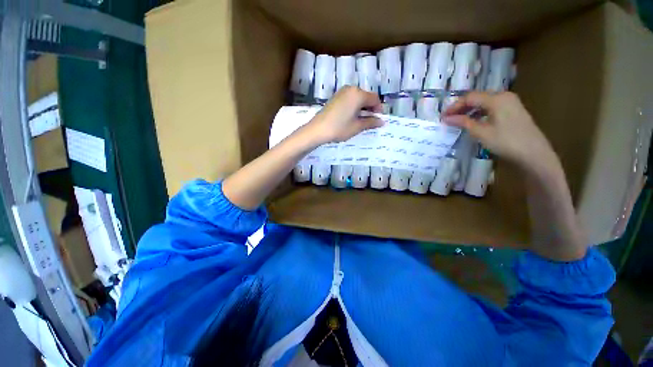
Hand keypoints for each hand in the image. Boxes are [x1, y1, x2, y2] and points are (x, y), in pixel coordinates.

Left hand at [305, 86, 383, 144]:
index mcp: (358, 94)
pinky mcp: (335, 97)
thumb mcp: (357, 126)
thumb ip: (371, 122)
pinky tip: (351, 117)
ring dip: (362, 107)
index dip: (378, 109)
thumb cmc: (339, 128)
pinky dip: (354, 106)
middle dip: (370, 108)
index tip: (378, 120)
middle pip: (366, 96)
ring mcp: (342, 92)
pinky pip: (350, 99)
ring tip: (360, 120)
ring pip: (358, 98)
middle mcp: (351, 89)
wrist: (318, 129)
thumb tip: (382, 122)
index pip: (374, 99)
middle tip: (369, 121)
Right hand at [442, 92, 557, 172]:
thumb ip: (463, 122)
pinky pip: (492, 107)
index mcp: (496, 98)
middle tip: (449, 119)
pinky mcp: (513, 110)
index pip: (470, 97)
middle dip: (461, 107)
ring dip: (470, 110)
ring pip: (485, 102)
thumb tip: (447, 118)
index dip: (454, 106)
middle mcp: (504, 96)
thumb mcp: (481, 132)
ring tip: (459, 121)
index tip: (443, 117)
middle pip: (477, 98)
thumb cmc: (506, 142)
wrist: (533, 154)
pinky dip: (480, 113)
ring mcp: (511, 103)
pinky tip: (474, 121)